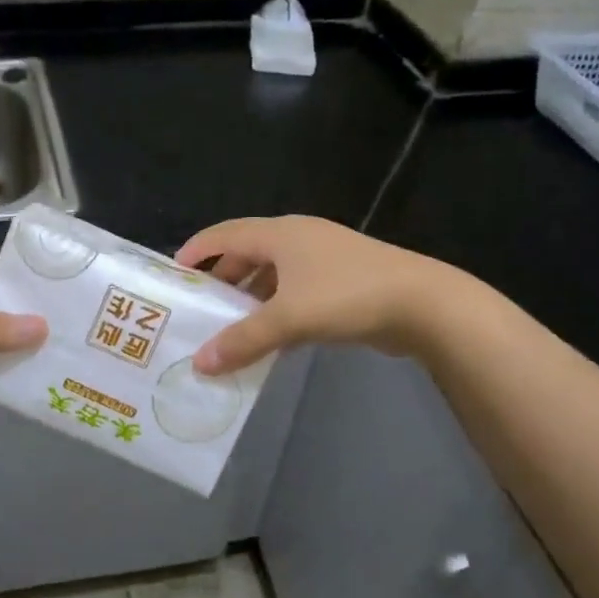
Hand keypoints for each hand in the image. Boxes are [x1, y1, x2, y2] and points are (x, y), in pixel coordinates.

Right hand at [174, 216, 443, 374]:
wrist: (425, 304)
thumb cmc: (348, 296)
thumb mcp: (288, 318)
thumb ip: (242, 340)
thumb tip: (199, 364)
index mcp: (280, 234)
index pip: (225, 234)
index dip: (197, 250)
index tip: (173, 274)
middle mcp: (298, 239)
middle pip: (247, 254)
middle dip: (222, 279)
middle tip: (198, 308)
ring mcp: (324, 260)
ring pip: (273, 276)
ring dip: (250, 300)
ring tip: (227, 328)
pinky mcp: (342, 282)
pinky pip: (295, 293)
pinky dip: (276, 311)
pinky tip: (269, 340)